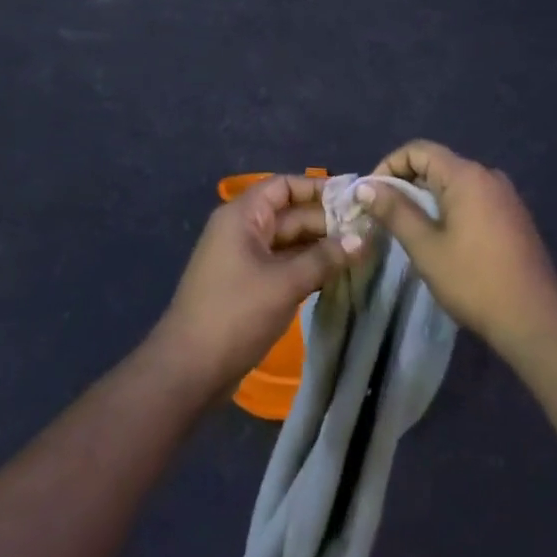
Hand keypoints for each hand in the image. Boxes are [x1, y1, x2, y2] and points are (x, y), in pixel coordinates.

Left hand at [151, 175, 360, 398]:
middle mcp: (242, 230)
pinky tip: (336, 274)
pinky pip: (283, 265)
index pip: (284, 186)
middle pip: (289, 214)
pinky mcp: (248, 286)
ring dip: (320, 247)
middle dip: (326, 222)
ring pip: (289, 242)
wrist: (188, 370)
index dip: (318, 188)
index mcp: (243, 216)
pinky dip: (307, 267)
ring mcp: (244, 259)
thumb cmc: (235, 313)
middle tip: (368, 231)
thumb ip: (324, 259)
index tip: (354, 197)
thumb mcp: (284, 283)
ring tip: (361, 251)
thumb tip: (363, 239)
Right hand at [363, 142, 556, 353]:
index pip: (418, 150)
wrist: (534, 320)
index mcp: (466, 175)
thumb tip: (365, 186)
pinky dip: (451, 207)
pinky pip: (474, 197)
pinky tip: (443, 237)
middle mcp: (488, 175)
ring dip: (428, 197)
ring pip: (455, 182)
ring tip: (409, 227)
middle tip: (384, 214)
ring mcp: (505, 195)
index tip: (372, 196)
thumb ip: (395, 211)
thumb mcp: (426, 247)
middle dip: (406, 182)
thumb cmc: (474, 281)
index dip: (389, 166)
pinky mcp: (514, 216)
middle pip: (437, 163)